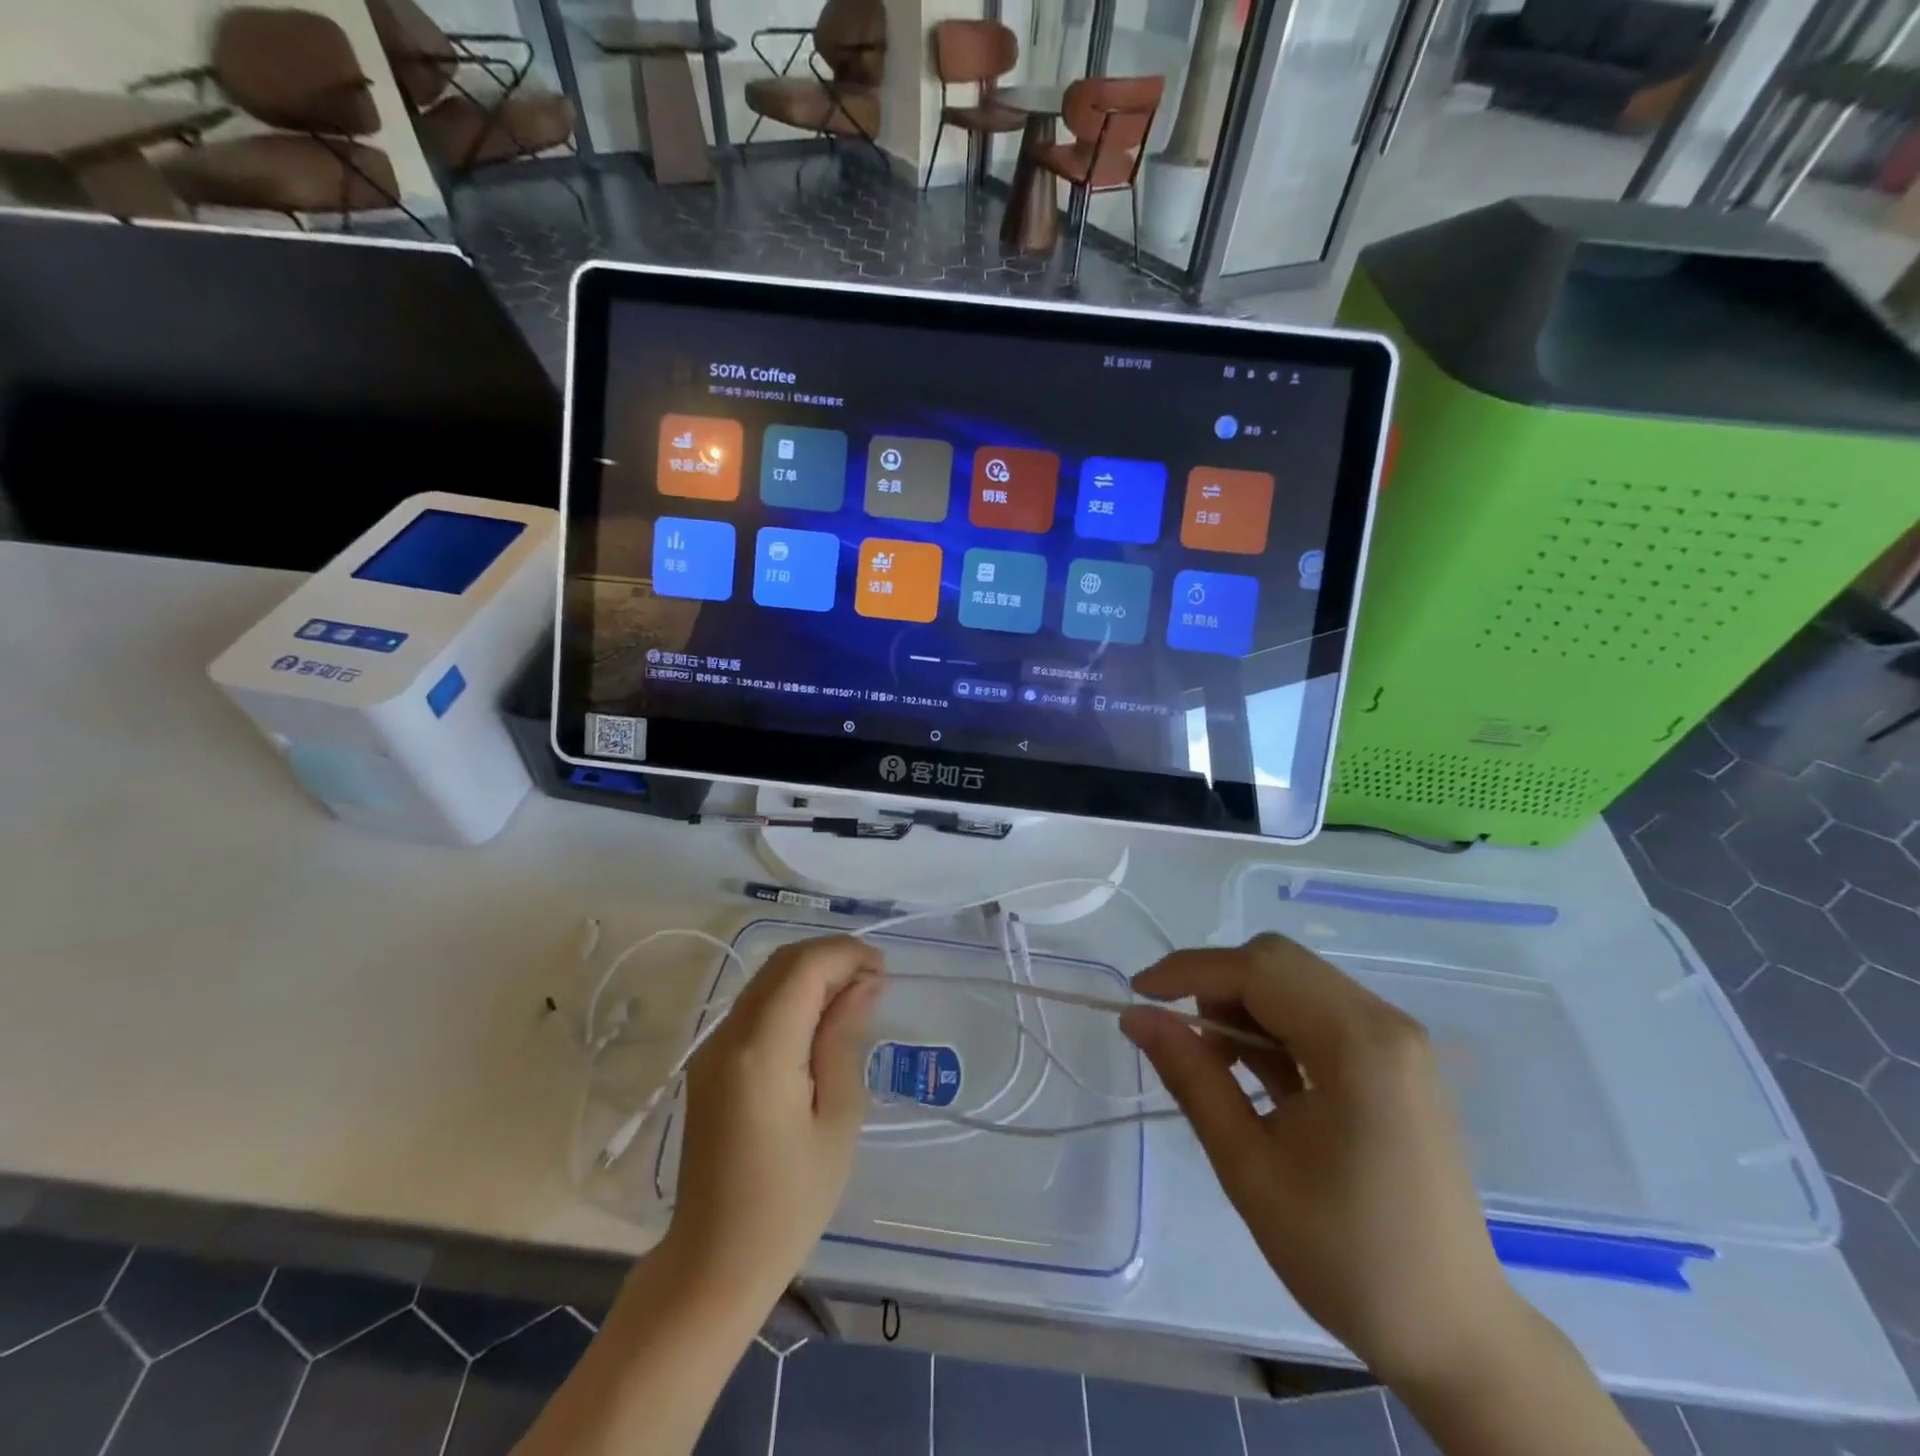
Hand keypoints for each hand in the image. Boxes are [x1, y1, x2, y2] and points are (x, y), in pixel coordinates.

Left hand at [667, 935, 883, 1299]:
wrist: (713, 1264)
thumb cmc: (789, 1202)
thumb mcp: (837, 1119)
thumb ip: (844, 1040)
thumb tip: (863, 984)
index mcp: (761, 1051)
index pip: (803, 967)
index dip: (847, 955)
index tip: (883, 972)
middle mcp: (727, 1036)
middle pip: (781, 964)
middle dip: (831, 958)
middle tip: (873, 983)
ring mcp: (711, 1048)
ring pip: (766, 980)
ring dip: (811, 974)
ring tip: (853, 999)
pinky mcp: (708, 1064)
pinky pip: (754, 1007)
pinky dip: (791, 997)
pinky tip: (819, 1024)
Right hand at [1119, 934, 1526, 1390]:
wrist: (1453, 1333)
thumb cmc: (1345, 1255)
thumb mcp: (1248, 1165)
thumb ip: (1191, 1077)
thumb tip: (1136, 1017)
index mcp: (1358, 1044)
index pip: (1257, 968)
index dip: (1188, 971)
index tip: (1137, 995)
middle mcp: (1385, 1023)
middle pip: (1279, 962)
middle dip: (1217, 984)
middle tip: (1180, 1036)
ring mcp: (1397, 1039)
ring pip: (1296, 981)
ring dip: (1244, 1004)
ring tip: (1217, 1065)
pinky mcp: (1395, 1060)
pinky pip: (1319, 1011)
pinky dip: (1275, 1025)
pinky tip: (1258, 1075)